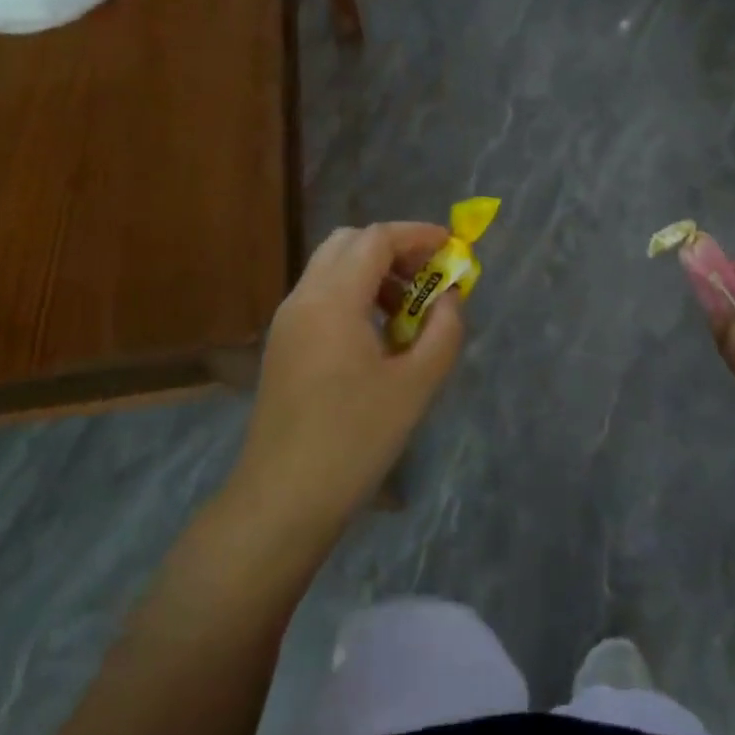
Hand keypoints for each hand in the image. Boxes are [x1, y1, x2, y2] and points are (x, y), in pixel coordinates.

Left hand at [228, 223, 464, 540]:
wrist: (283, 499)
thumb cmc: (354, 440)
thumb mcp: (416, 385)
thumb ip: (443, 330)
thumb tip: (449, 298)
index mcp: (333, 299)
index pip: (376, 239)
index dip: (417, 235)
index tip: (452, 249)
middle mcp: (303, 298)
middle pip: (349, 243)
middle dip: (393, 249)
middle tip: (428, 279)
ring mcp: (287, 321)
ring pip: (332, 268)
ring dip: (372, 273)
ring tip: (408, 313)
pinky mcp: (283, 344)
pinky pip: (320, 296)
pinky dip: (353, 295)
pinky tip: (378, 338)